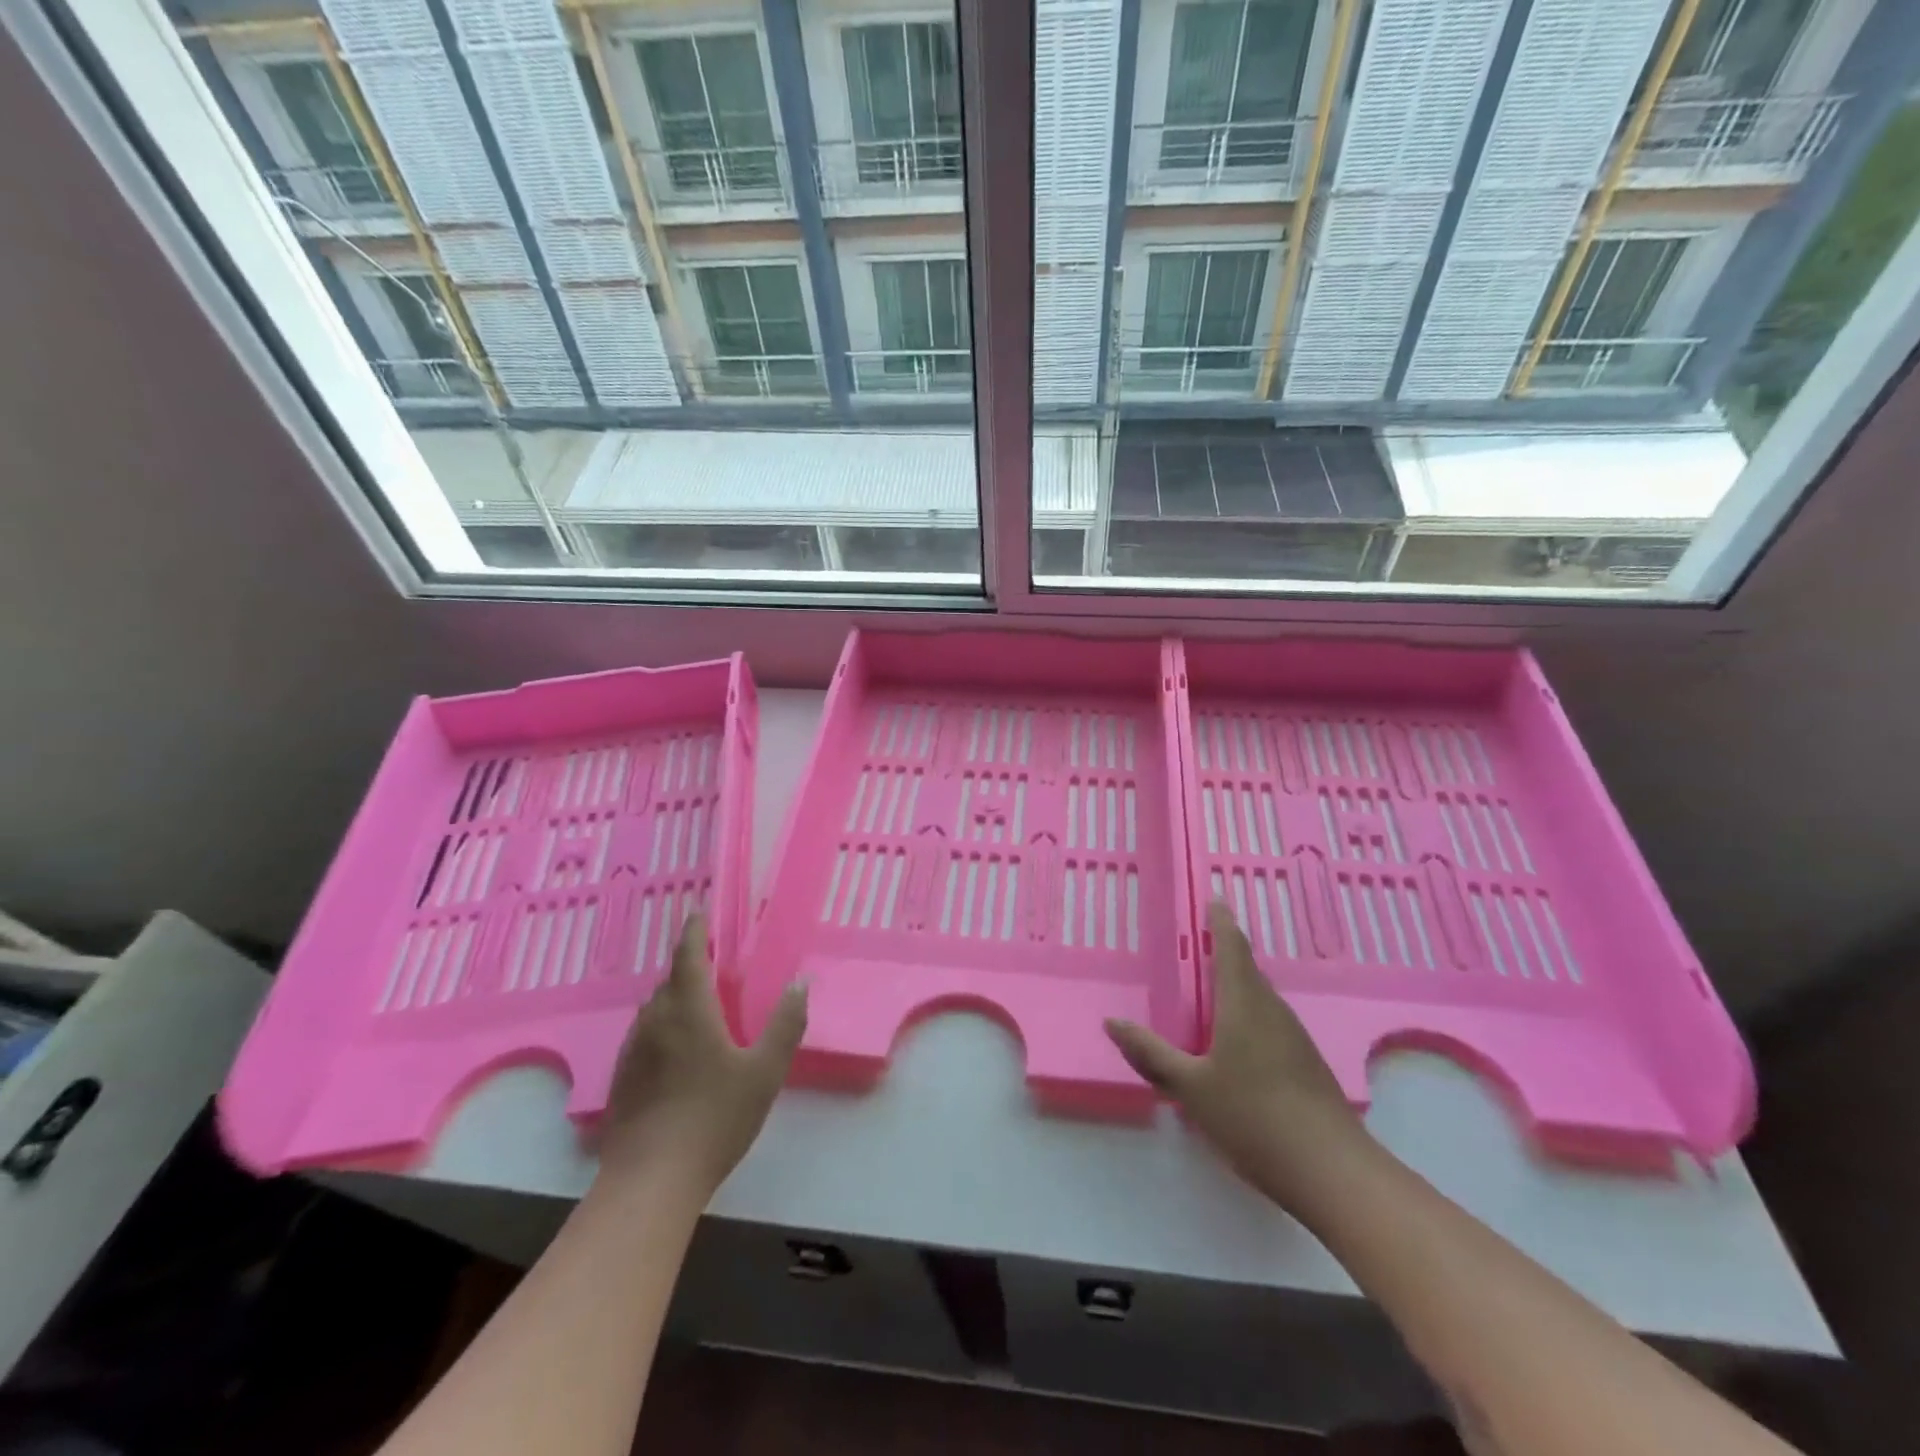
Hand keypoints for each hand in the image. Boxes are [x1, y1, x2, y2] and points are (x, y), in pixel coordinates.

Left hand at [595, 914, 806, 1200]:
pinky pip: (646, 1035)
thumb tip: (800, 983)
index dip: (695, 931)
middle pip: (670, 980)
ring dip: (675, 996)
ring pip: (655, 1009)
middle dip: (689, 965)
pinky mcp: (623, 1080)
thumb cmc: (714, 1118)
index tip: (700, 912)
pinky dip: (664, 1026)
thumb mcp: (765, 1071)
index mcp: (689, 1010)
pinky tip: (678, 1051)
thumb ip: (785, 1024)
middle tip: (713, 963)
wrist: (650, 1181)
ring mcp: (634, 1051)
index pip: (688, 956)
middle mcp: (656, 1021)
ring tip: (699, 1003)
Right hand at [1105, 901, 1367, 1209]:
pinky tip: (1237, 1043)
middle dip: (1227, 953)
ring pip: (1262, 999)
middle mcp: (1273, 1011)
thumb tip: (1112, 1022)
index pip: (1233, 948)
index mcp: (1244, 1004)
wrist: (1333, 1172)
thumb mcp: (1191, 1088)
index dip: (1222, 922)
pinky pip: (1271, 1023)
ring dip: (1238, 987)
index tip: (1215, 899)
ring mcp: (1295, 1038)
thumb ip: (1151, 1054)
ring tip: (1212, 991)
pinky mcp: (1306, 1064)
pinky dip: (1249, 1016)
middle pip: (1248, 971)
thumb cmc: (1253, 1118)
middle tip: (1201, 945)